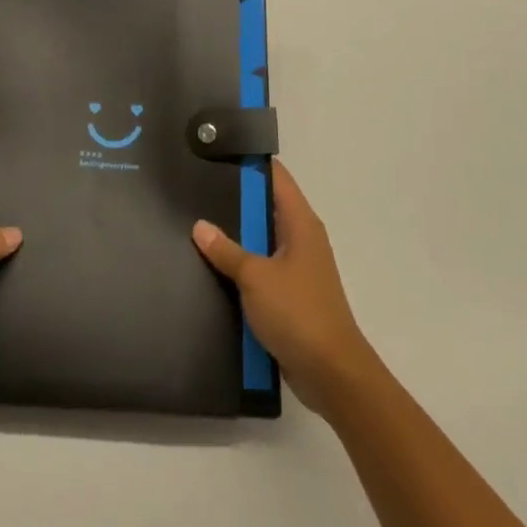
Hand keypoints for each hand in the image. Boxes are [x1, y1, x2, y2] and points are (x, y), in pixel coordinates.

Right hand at [193, 160, 378, 422]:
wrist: (331, 373)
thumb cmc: (298, 313)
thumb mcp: (256, 277)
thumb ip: (226, 250)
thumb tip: (199, 225)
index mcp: (301, 223)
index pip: (276, 177)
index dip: (250, 162)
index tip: (217, 153)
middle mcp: (302, 238)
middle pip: (266, 206)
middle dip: (234, 200)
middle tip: (195, 188)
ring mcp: (297, 267)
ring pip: (261, 239)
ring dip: (236, 236)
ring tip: (195, 224)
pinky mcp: (290, 294)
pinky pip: (261, 268)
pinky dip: (241, 265)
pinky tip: (211, 267)